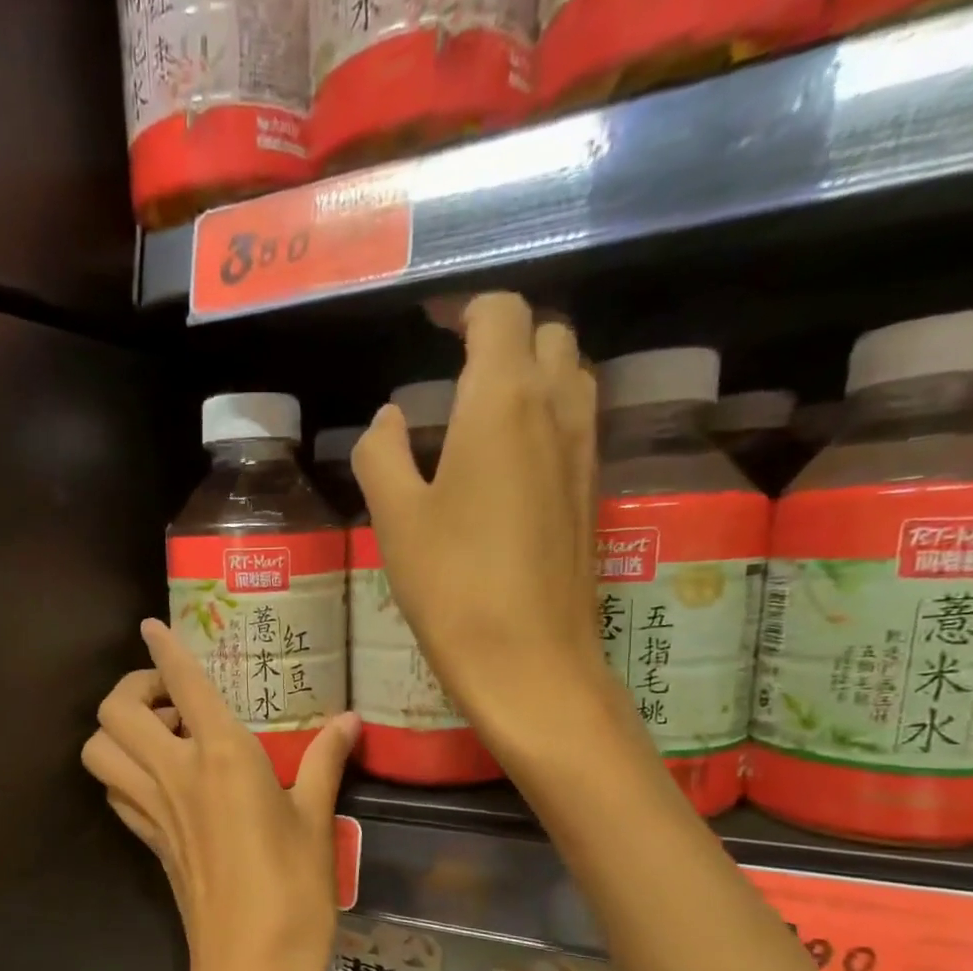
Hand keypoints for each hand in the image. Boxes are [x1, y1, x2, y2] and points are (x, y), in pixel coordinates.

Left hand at [82, 620, 358, 970]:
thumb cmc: (295, 893)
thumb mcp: (317, 821)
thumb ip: (324, 762)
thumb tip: (348, 721)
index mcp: (222, 758)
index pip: (182, 683)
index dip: (163, 648)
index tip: (152, 625)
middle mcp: (175, 775)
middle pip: (115, 712)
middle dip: (133, 688)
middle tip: (172, 698)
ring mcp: (153, 811)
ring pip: (99, 752)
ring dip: (120, 731)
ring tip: (164, 735)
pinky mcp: (149, 843)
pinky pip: (115, 793)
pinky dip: (124, 772)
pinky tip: (163, 781)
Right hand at [352, 293, 617, 759]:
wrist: (529, 660)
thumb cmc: (452, 585)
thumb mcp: (396, 517)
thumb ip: (381, 453)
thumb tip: (388, 418)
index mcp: (504, 399)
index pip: (500, 314)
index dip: (464, 308)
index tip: (432, 324)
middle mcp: (558, 408)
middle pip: (548, 333)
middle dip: (505, 333)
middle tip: (456, 363)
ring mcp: (584, 450)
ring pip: (571, 375)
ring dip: (533, 370)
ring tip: (482, 405)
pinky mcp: (591, 491)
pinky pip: (576, 421)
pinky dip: (546, 412)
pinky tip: (509, 456)